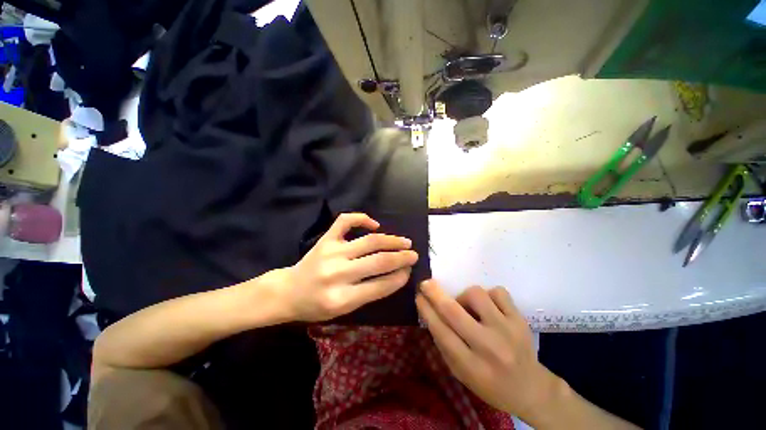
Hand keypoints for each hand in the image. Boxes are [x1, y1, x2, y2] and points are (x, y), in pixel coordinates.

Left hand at [282, 213, 417, 321]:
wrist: (289, 291)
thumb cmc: (316, 305)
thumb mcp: (344, 310)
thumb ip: (370, 292)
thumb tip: (396, 274)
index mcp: (342, 298)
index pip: (381, 285)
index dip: (400, 277)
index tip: (410, 271)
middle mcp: (338, 273)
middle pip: (379, 261)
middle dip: (402, 257)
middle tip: (414, 254)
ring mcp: (331, 252)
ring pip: (370, 241)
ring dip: (392, 240)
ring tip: (405, 241)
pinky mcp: (326, 239)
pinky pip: (346, 221)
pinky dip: (362, 218)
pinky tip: (374, 224)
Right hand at [416, 281, 563, 420]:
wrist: (532, 389)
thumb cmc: (490, 384)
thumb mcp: (461, 374)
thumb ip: (444, 345)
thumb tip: (430, 313)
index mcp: (472, 366)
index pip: (441, 332)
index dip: (426, 310)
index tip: (418, 296)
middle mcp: (489, 347)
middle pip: (454, 311)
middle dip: (435, 293)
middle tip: (426, 284)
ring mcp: (507, 330)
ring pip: (476, 294)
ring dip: (464, 296)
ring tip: (468, 307)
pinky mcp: (520, 319)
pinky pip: (497, 292)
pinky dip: (488, 295)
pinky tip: (489, 307)